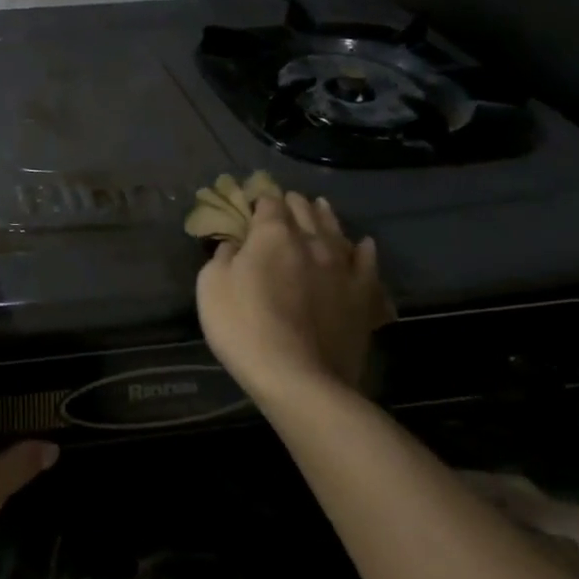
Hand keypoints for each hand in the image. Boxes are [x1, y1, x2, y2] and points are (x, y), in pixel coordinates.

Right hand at [196, 192, 394, 403]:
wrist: (299, 379)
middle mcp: (312, 243)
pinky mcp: (364, 297)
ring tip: (320, 206)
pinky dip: (364, 251)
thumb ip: (222, 257)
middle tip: (287, 199)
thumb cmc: (244, 328)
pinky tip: (363, 245)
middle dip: (294, 203)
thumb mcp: (211, 287)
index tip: (254, 202)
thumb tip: (234, 245)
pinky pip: (367, 265)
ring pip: (336, 232)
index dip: (260, 200)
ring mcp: (342, 269)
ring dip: (326, 216)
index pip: (268, 204)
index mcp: (273, 236)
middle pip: (304, 212)